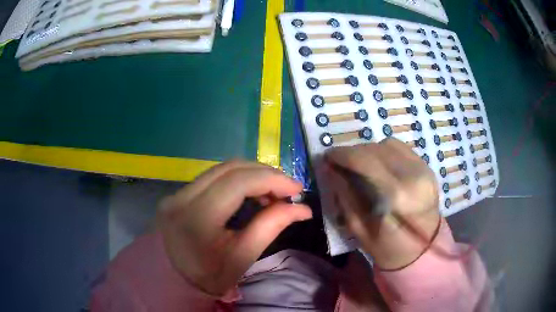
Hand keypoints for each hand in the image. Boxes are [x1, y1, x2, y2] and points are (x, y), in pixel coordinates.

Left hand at [157, 161, 311, 294]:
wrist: (174, 281)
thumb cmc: (209, 277)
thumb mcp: (242, 258)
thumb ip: (271, 227)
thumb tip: (302, 208)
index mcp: (196, 219)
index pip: (238, 183)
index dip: (272, 179)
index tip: (296, 189)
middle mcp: (181, 198)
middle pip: (230, 168)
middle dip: (264, 174)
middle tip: (286, 190)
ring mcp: (176, 193)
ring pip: (221, 169)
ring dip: (251, 175)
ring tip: (271, 192)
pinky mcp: (177, 194)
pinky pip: (212, 177)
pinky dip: (237, 180)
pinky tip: (250, 193)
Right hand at [324, 138, 439, 269]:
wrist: (423, 251)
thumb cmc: (388, 248)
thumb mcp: (359, 229)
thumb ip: (344, 196)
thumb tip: (330, 170)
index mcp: (396, 195)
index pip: (365, 160)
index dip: (342, 154)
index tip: (327, 156)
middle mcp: (413, 175)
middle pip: (376, 148)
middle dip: (353, 152)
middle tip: (340, 162)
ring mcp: (423, 169)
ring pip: (388, 144)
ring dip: (369, 150)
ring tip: (359, 164)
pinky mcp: (427, 168)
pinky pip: (401, 148)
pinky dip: (385, 151)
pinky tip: (378, 163)